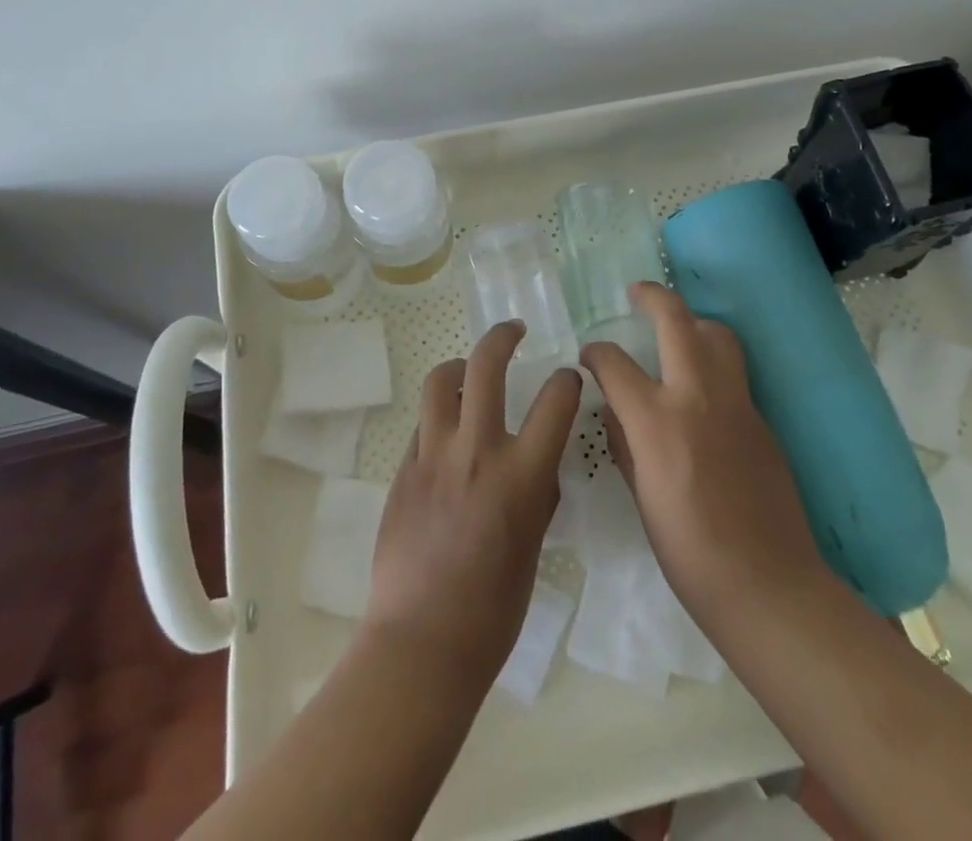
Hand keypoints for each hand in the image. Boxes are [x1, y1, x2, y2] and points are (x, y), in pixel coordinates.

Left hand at [363, 321, 583, 681]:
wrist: (423, 641)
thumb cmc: (494, 608)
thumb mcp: (534, 543)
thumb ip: (538, 490)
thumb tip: (538, 460)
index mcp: (521, 475)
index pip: (555, 399)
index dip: (567, 380)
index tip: (567, 379)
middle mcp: (476, 451)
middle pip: (485, 365)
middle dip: (503, 336)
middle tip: (514, 330)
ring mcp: (432, 456)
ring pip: (439, 381)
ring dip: (459, 367)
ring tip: (468, 372)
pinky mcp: (403, 469)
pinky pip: (422, 423)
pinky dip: (439, 415)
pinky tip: (446, 432)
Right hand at [580, 283, 823, 628]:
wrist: (767, 584)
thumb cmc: (689, 553)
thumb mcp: (641, 498)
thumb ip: (624, 443)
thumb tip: (614, 411)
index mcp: (657, 420)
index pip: (615, 362)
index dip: (596, 353)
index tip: (589, 356)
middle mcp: (696, 396)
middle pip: (676, 320)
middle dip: (652, 296)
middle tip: (636, 292)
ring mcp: (735, 403)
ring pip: (717, 334)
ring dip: (692, 322)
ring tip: (676, 332)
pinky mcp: (760, 418)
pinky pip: (733, 372)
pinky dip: (712, 362)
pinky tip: (700, 390)